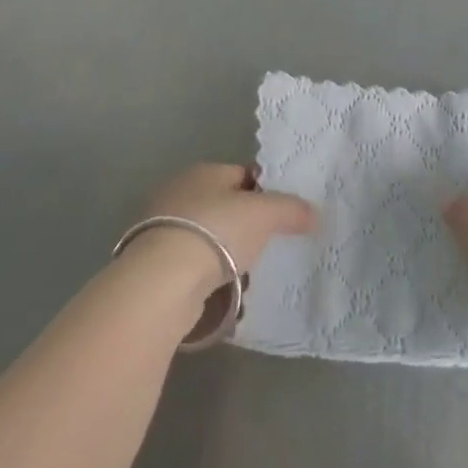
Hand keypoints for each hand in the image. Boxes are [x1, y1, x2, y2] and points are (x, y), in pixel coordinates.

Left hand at [120, 163, 314, 319]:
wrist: (162, 282)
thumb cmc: (217, 232)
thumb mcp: (265, 214)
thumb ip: (292, 209)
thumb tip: (314, 213)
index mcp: (205, 171)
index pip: (243, 175)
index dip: (266, 192)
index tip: (283, 215)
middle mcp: (179, 193)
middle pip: (225, 208)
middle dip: (246, 228)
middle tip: (268, 247)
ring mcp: (162, 230)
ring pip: (209, 239)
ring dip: (226, 257)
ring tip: (249, 277)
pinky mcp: (153, 265)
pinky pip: (192, 267)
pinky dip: (208, 279)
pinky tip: (223, 295)